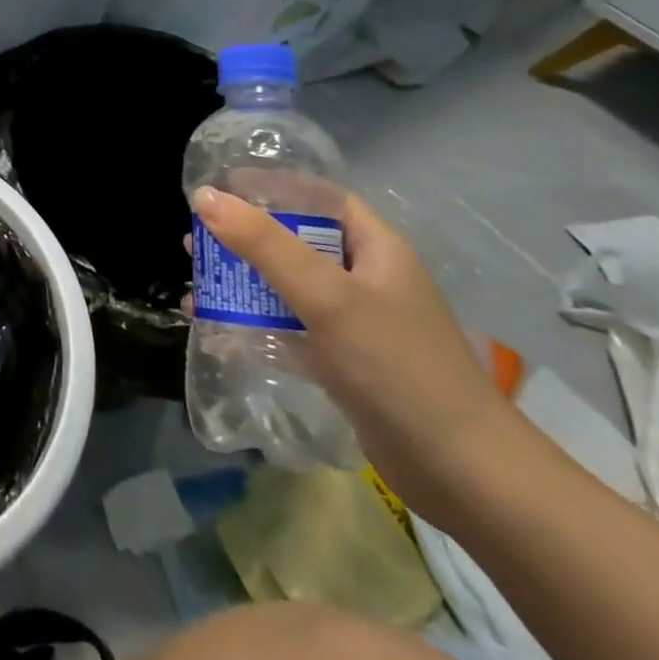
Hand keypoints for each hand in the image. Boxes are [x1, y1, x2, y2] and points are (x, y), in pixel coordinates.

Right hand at [190, 187, 525, 527]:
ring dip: (243, 281)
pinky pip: (290, 327)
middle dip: (244, 236)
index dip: (273, 186)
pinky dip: (254, 322)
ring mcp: (356, 322)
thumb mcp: (326, 296)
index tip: (220, 186)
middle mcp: (366, 278)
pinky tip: (217, 327)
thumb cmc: (396, 366)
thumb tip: (205, 196)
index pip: (320, 198)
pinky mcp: (344, 362)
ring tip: (196, 280)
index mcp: (375, 248)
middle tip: (195, 236)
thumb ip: (264, 244)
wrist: (463, 473)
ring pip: (288, 286)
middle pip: (296, 240)